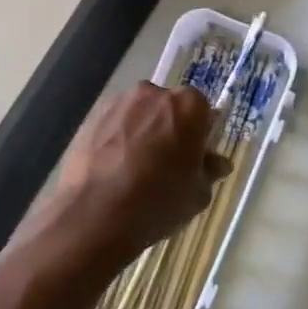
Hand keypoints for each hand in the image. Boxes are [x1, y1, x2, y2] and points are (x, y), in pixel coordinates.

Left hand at [37, 82, 228, 274]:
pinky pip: (113, 124)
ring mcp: (118, 103)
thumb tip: (216, 163)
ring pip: (138, 114)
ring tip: (134, 168)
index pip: (202, 110)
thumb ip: (209, 171)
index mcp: (188, 106)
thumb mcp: (197, 194)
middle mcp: (153, 93)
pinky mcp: (91, 117)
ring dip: (141, 131)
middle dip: (169, 128)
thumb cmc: (158, 201)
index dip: (200, 133)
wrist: (95, 215)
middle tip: (166, 163)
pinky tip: (112, 169)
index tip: (195, 156)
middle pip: (168, 107)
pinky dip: (116, 139)